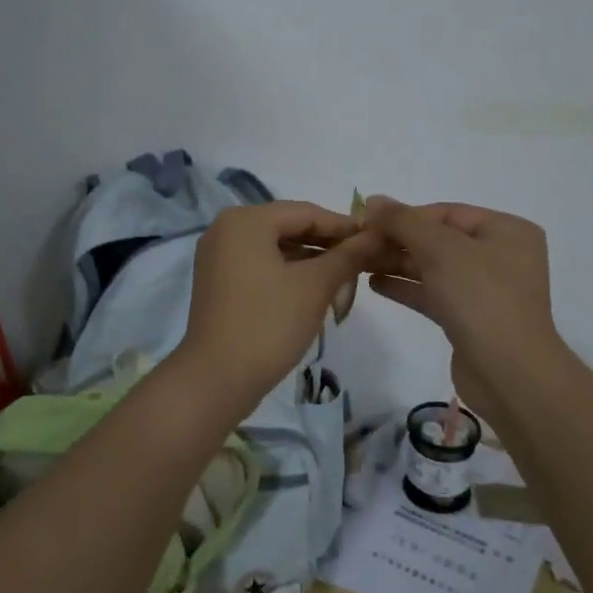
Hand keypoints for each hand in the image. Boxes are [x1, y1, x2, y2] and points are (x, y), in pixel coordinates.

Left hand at [175, 201, 381, 412]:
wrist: (216, 380)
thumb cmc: (268, 324)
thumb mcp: (315, 287)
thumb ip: (347, 255)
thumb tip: (375, 235)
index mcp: (246, 220)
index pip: (306, 212)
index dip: (344, 226)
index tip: (377, 239)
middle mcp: (226, 229)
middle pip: (290, 228)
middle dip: (328, 247)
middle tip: (364, 264)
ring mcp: (218, 256)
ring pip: (276, 249)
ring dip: (311, 263)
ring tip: (345, 282)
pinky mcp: (218, 281)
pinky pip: (261, 265)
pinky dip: (288, 274)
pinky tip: (315, 292)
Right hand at [363, 198, 566, 390]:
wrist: (508, 373)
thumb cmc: (480, 296)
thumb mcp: (440, 248)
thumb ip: (403, 221)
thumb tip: (373, 200)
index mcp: (506, 230)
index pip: (446, 213)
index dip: (405, 215)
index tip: (367, 222)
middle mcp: (500, 256)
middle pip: (439, 239)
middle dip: (398, 241)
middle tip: (358, 244)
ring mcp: (486, 290)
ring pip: (434, 268)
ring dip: (397, 263)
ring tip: (359, 262)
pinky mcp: (470, 319)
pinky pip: (434, 293)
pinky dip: (407, 287)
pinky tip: (375, 284)